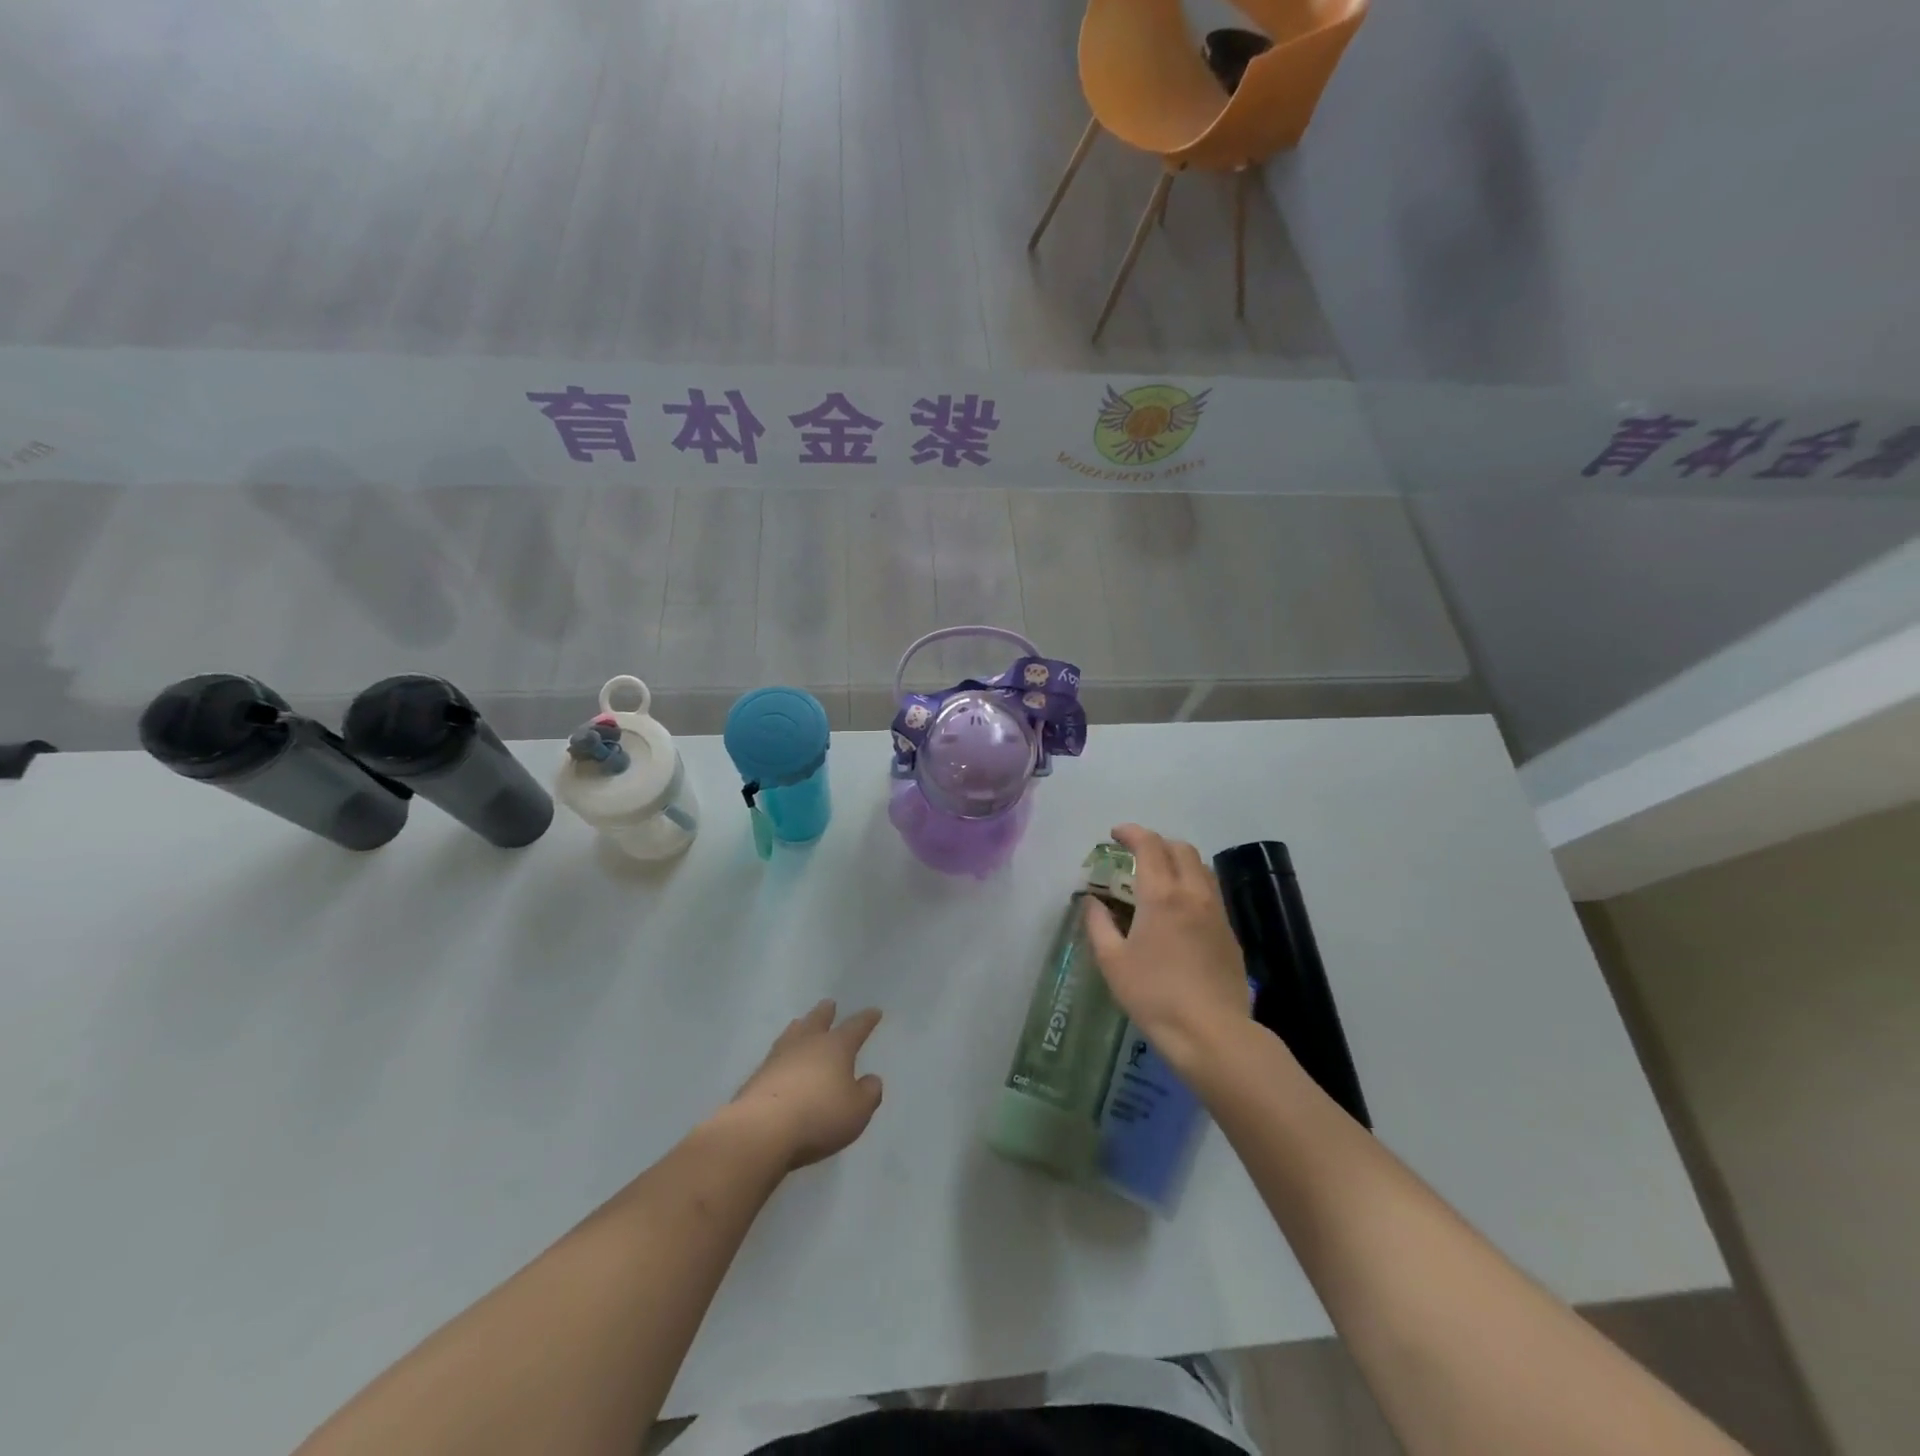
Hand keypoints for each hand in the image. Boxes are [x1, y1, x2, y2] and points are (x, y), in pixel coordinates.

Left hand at [729, 1000, 884, 1169]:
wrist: (762, 1129)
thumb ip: (868, 1093)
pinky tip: (780, 1060)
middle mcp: (807, 1044)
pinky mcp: (757, 1076)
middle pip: (818, 1021)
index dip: (867, 1020)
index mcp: (836, 1047)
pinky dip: (782, 1054)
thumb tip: (871, 1079)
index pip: (856, 1027)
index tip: (874, 1011)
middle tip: (829, 1004)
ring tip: (801, 1022)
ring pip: (792, 1033)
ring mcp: (778, 1057)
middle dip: (826, 1013)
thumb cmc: (819, 1115)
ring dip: (800, 1027)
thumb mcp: (857, 1110)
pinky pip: (775, 1056)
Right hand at [1086, 824, 1251, 1073]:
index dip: (1132, 833)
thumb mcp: (1113, 962)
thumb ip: (1099, 925)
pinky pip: (1211, 892)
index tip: (1115, 834)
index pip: (1150, 845)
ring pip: (1201, 868)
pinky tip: (1180, 909)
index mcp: (1161, 895)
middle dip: (1157, 843)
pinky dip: (1192, 884)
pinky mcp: (1230, 933)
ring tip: (1159, 877)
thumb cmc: (1154, 995)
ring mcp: (1217, 913)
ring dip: (1178, 860)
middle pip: (1180, 849)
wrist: (1212, 1033)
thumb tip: (1092, 901)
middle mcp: (1193, 894)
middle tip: (1136, 855)